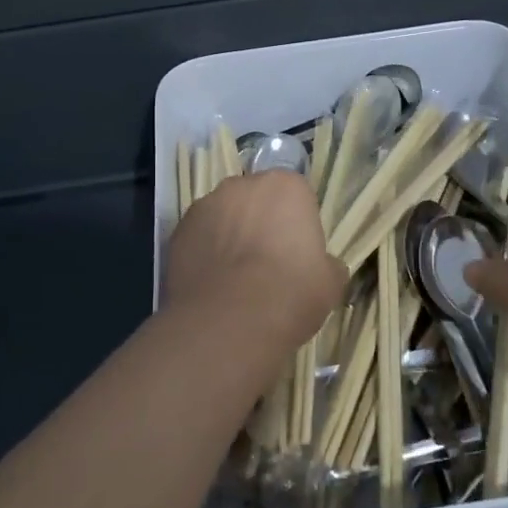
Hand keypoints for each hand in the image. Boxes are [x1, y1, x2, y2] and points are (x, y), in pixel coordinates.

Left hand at [162, 171, 345, 353]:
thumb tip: (323, 266)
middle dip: (260, 222)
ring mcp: (205, 206)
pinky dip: (204, 253)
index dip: (297, 224)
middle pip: (255, 199)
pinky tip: (212, 286)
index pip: (296, 195)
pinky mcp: (177, 231)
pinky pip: (198, 238)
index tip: (298, 252)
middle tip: (267, 263)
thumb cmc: (291, 294)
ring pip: (223, 216)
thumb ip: (327, 264)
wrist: (229, 321)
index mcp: (285, 186)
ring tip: (235, 279)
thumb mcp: (330, 282)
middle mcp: (242, 185)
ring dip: (229, 236)